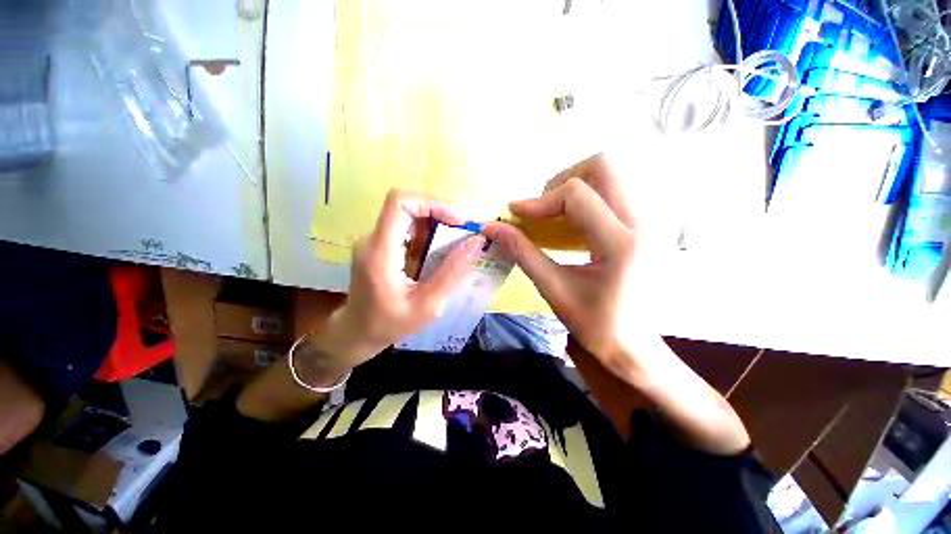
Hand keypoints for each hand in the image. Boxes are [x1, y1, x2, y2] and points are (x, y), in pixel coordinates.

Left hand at [300, 190, 485, 385]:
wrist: (357, 332)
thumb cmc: (390, 324)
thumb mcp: (428, 305)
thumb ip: (452, 273)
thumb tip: (477, 243)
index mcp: (380, 252)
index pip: (399, 203)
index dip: (432, 203)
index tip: (458, 220)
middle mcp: (371, 239)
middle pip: (406, 206)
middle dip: (439, 213)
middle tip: (463, 231)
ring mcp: (373, 240)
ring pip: (408, 215)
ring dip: (435, 223)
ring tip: (456, 242)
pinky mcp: (378, 245)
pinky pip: (405, 227)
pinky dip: (427, 233)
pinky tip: (438, 251)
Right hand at [483, 155, 640, 372]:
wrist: (636, 346)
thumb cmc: (595, 324)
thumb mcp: (553, 288)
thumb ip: (522, 252)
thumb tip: (492, 227)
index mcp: (621, 244)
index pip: (576, 195)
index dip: (539, 200)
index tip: (516, 214)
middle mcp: (644, 223)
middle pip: (602, 167)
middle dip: (561, 181)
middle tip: (542, 209)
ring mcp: (653, 221)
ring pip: (611, 176)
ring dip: (575, 187)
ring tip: (555, 216)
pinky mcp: (650, 225)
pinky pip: (616, 192)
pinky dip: (589, 199)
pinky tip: (575, 225)